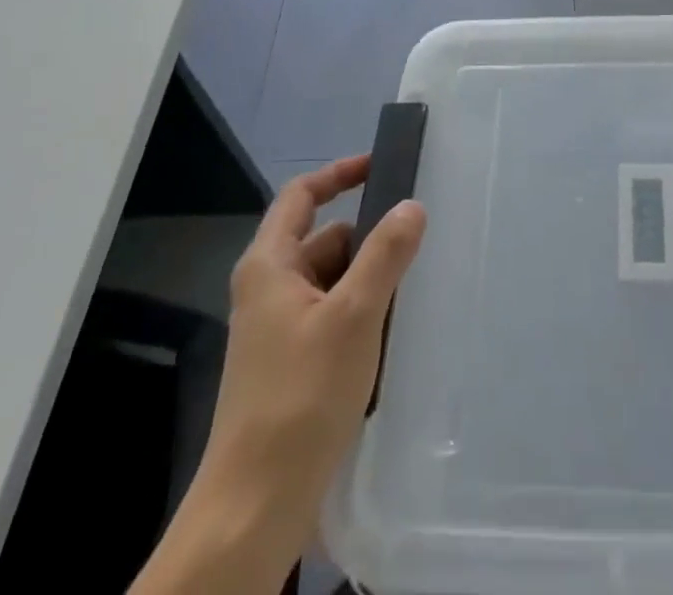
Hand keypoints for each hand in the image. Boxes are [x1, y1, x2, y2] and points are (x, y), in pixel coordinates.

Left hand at [133, 155, 425, 594]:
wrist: (255, 506)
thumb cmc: (301, 396)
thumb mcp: (353, 315)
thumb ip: (385, 254)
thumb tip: (412, 206)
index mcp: (270, 265)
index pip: (301, 196)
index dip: (339, 173)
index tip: (380, 166)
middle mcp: (268, 289)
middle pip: (324, 239)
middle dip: (368, 238)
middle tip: (417, 241)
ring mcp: (277, 329)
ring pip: (332, 280)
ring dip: (368, 280)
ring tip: (413, 290)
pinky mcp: (290, 364)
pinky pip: (331, 316)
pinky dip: (361, 313)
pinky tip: (391, 334)